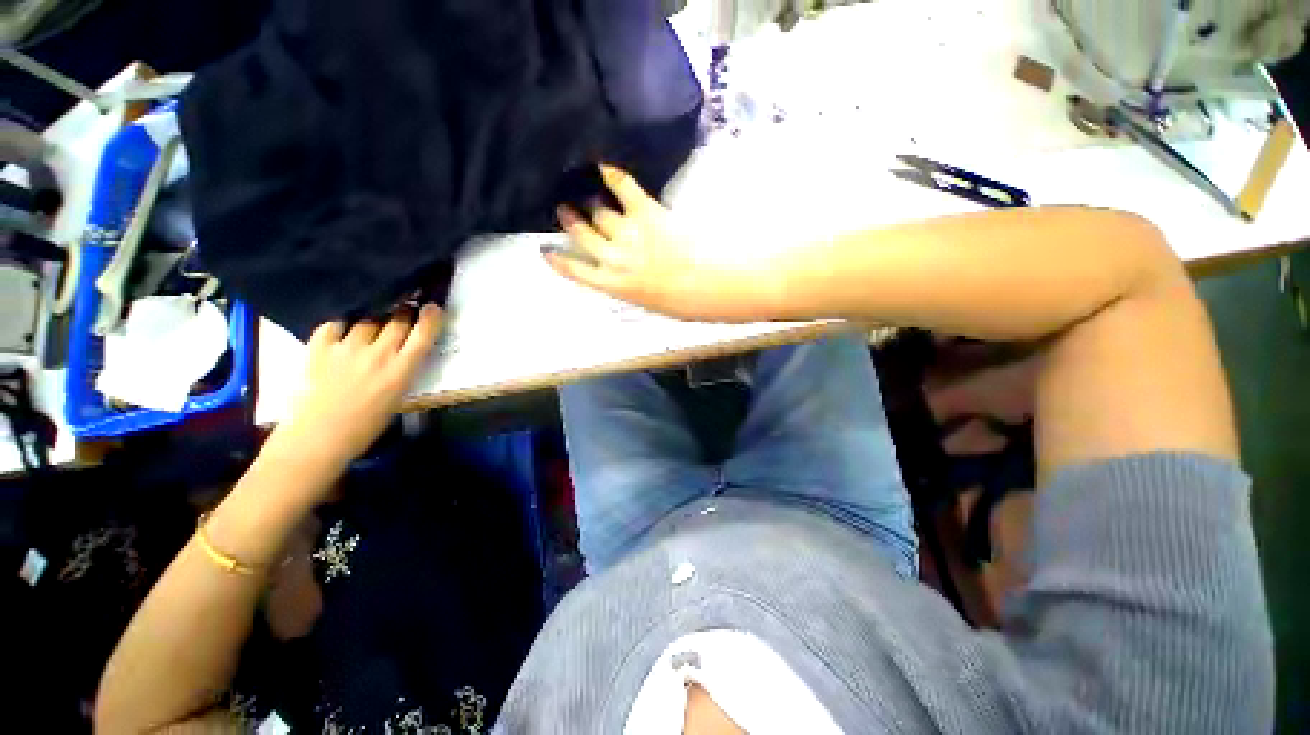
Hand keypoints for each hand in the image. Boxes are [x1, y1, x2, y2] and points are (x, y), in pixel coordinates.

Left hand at [271, 305, 442, 473]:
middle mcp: (377, 354)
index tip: (431, 309)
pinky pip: (338, 322)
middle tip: (401, 315)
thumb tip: (401, 356)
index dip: (430, 317)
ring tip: (366, 328)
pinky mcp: (323, 341)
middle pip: (398, 318)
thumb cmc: (357, 434)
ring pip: (368, 318)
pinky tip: (338, 336)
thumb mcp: (390, 407)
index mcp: (398, 374)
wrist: (315, 440)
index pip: (423, 334)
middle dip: (403, 313)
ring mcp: (349, 344)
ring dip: (372, 321)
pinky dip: (341, 327)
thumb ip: (398, 377)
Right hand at [543, 164, 780, 321]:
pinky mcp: (647, 213)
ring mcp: (628, 234)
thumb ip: (635, 286)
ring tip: (586, 193)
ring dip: (591, 203)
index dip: (559, 261)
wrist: (716, 284)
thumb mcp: (656, 304)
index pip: (577, 272)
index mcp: (616, 286)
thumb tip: (631, 274)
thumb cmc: (693, 303)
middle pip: (584, 235)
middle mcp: (614, 259)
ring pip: (599, 213)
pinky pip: (623, 189)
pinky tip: (603, 165)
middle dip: (572, 222)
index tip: (545, 250)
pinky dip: (613, 175)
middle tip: (564, 209)